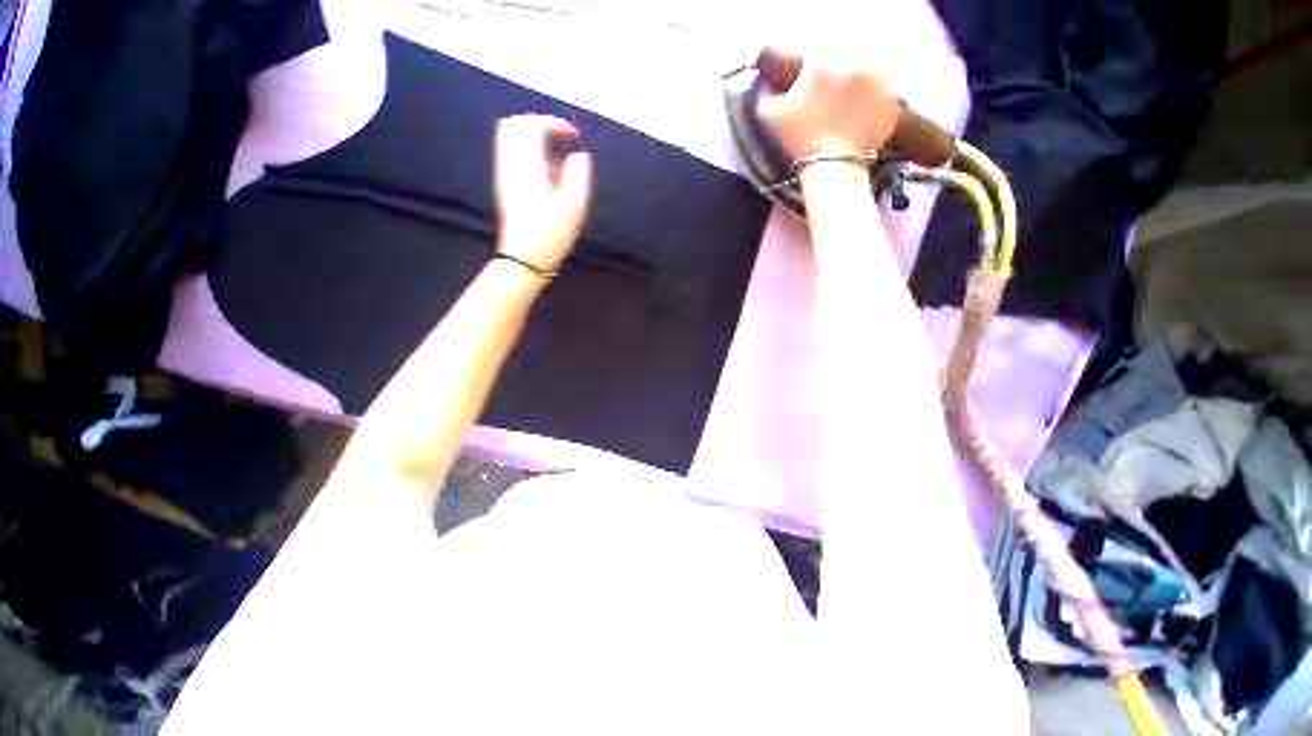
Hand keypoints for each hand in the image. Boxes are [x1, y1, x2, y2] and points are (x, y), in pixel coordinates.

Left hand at [494, 115, 592, 273]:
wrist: (523, 259)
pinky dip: (529, 155)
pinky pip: (512, 157)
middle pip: (514, 125)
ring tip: (557, 157)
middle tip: (562, 139)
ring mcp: (504, 176)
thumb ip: (578, 175)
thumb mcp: (572, 207)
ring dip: (533, 140)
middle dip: (539, 125)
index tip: (574, 136)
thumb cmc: (549, 235)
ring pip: (510, 140)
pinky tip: (547, 175)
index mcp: (526, 166)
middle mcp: (510, 165)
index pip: (532, 126)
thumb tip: (579, 156)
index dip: (554, 124)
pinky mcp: (505, 188)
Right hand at [756, 49, 898, 160]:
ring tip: (844, 119)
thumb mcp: (770, 117)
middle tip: (826, 111)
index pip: (815, 61)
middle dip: (834, 85)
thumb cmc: (799, 141)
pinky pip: (880, 98)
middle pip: (842, 67)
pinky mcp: (892, 99)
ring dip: (855, 93)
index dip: (809, 81)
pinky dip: (870, 109)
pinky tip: (858, 125)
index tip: (807, 99)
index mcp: (822, 62)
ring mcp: (878, 80)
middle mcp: (854, 62)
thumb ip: (766, 93)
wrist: (832, 167)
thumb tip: (769, 83)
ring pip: (863, 80)